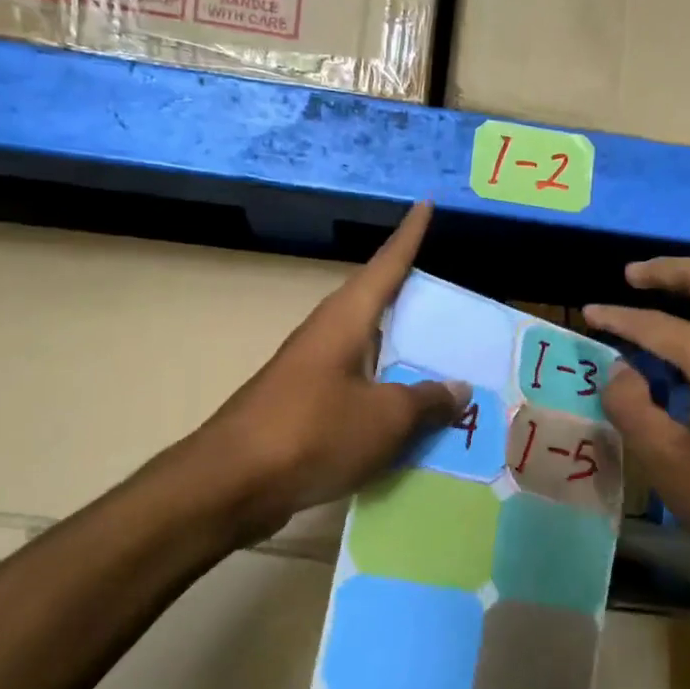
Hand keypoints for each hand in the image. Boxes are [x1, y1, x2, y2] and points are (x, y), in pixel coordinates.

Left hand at [192, 203, 465, 540]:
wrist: (232, 484)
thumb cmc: (314, 433)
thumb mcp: (385, 418)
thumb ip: (425, 401)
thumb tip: (457, 389)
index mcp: (345, 321)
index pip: (386, 266)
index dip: (409, 237)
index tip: (425, 204)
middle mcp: (325, 337)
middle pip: (376, 308)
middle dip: (412, 303)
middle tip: (453, 304)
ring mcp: (310, 374)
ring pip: (367, 354)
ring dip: (401, 357)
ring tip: (442, 364)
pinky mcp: (302, 409)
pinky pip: (356, 391)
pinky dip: (384, 396)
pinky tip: (407, 418)